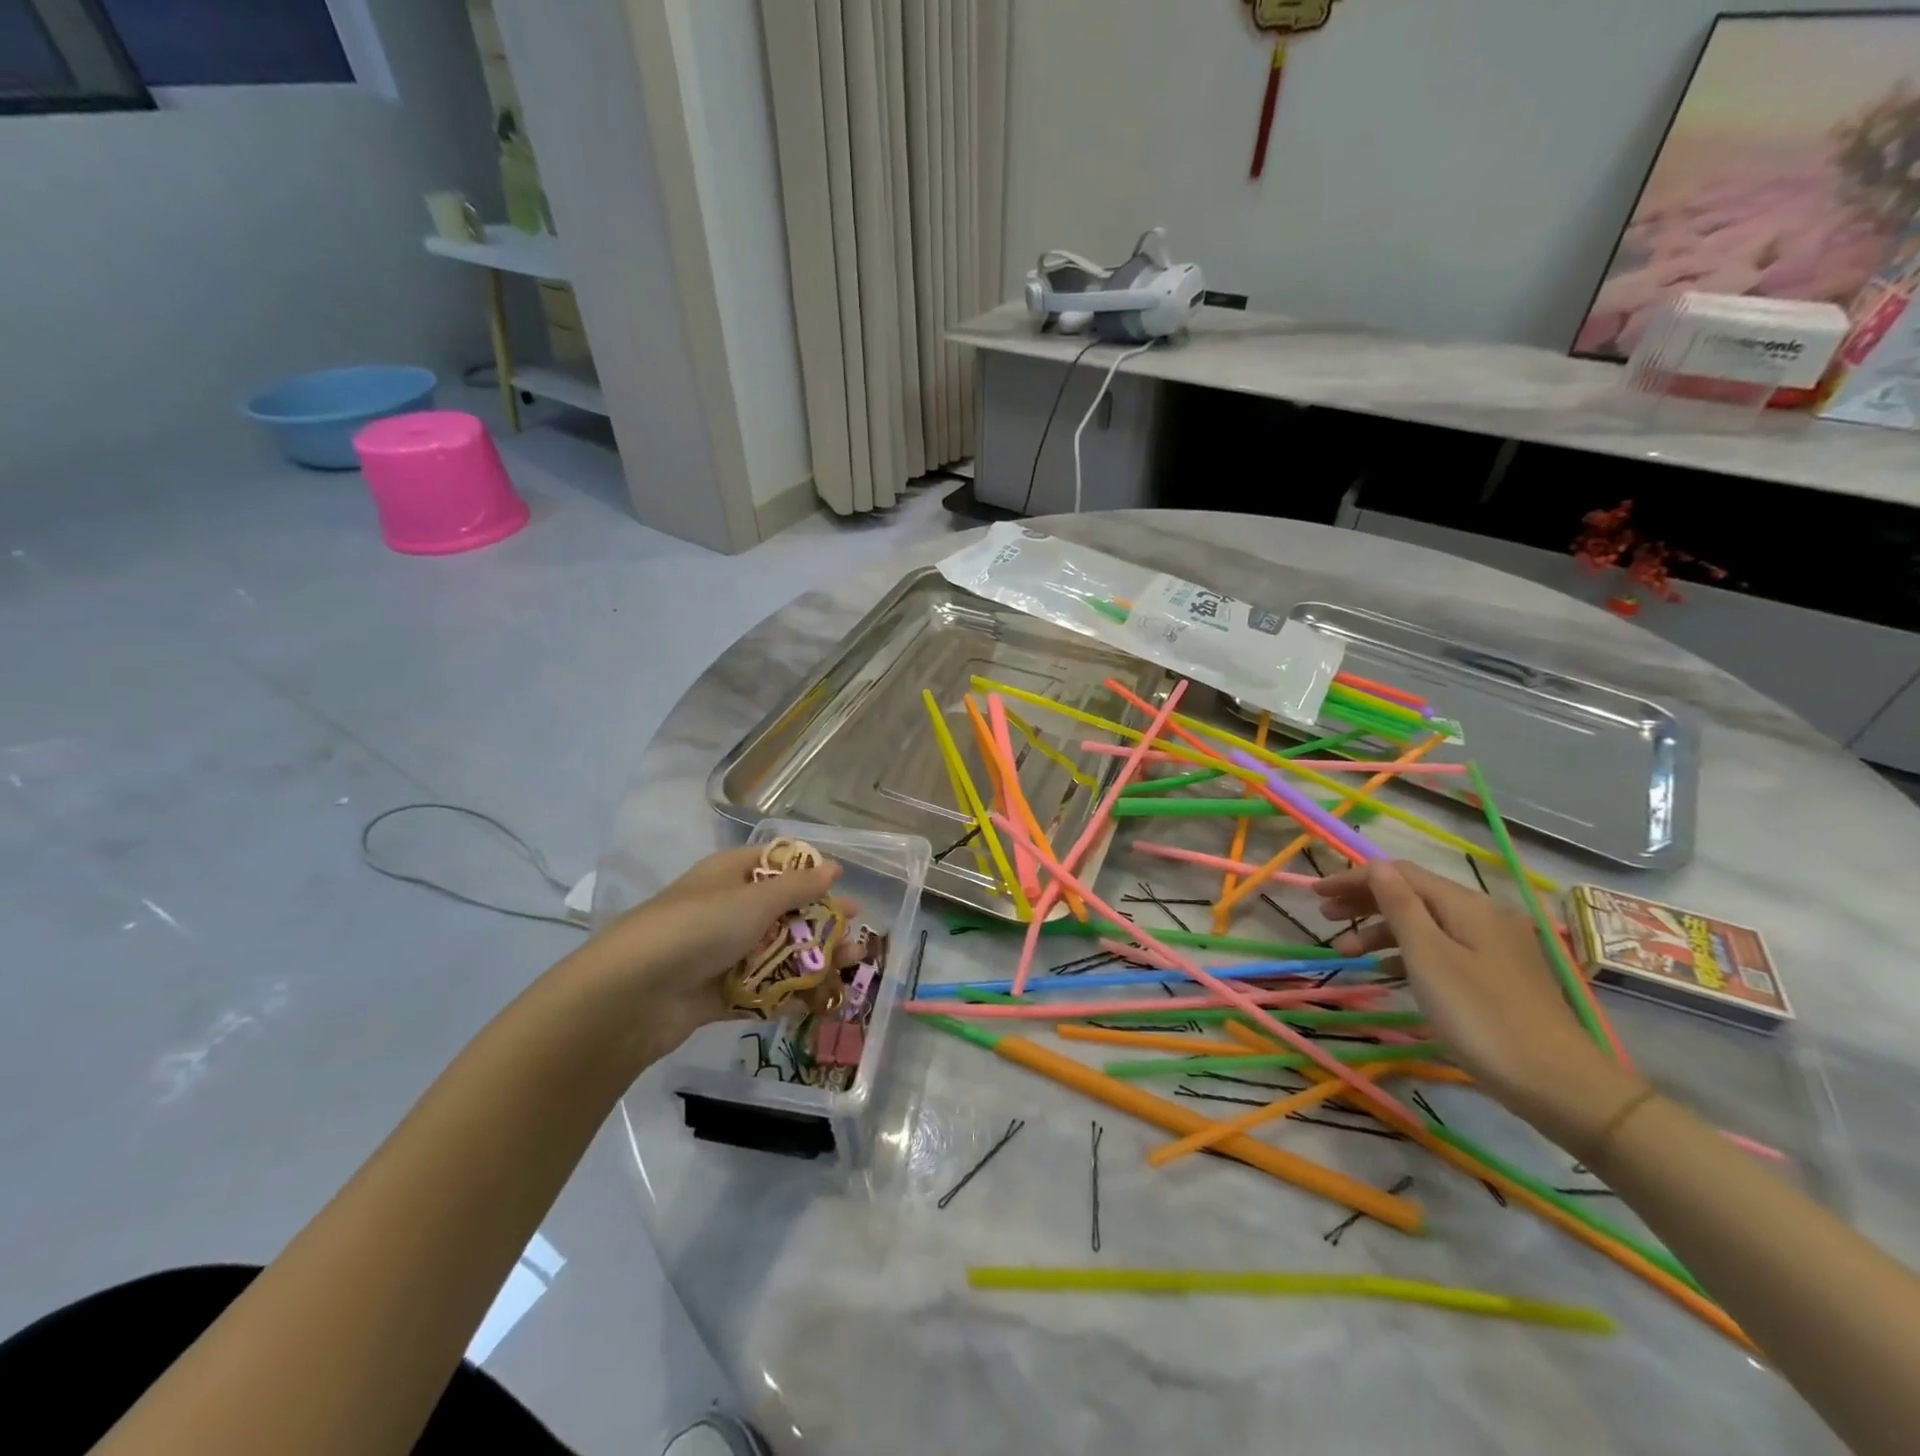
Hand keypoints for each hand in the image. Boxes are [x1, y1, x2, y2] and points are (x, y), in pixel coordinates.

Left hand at [578, 846, 840, 1058]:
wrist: (631, 994)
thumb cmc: (697, 928)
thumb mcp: (753, 900)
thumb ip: (798, 887)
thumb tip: (833, 867)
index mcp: (730, 876)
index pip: (776, 865)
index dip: (811, 875)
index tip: (844, 890)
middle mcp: (726, 911)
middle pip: (783, 914)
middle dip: (822, 927)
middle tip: (858, 941)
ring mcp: (720, 954)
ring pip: (777, 955)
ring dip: (813, 963)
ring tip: (849, 972)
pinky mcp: (716, 995)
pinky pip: (761, 992)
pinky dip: (788, 996)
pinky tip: (820, 1003)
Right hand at [1315, 860, 1641, 1147]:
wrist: (1561, 1086)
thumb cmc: (1481, 1016)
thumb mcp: (1428, 957)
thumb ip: (1399, 906)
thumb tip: (1376, 865)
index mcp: (1466, 905)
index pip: (1400, 874)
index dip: (1355, 879)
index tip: (1316, 892)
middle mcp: (1484, 915)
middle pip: (1413, 894)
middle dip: (1365, 902)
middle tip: (1325, 917)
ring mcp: (1496, 946)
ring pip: (1426, 924)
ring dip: (1382, 930)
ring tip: (1347, 953)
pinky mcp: (1499, 975)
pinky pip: (1442, 948)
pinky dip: (1408, 952)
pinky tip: (1389, 972)